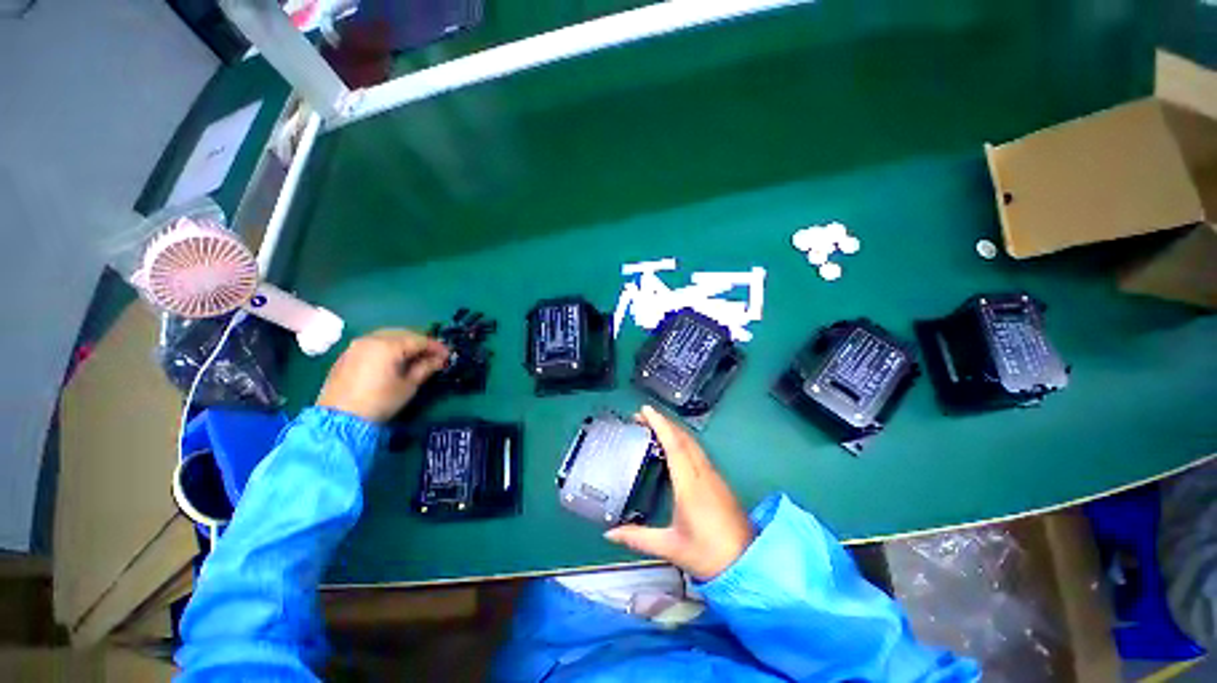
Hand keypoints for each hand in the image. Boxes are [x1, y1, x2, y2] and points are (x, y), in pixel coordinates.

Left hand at [316, 329, 448, 422]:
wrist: (339, 419)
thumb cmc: (380, 401)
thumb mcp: (408, 385)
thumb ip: (426, 367)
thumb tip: (440, 359)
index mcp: (388, 345)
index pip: (419, 340)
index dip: (436, 347)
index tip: (448, 355)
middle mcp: (371, 339)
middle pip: (403, 334)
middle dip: (420, 342)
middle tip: (433, 355)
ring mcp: (356, 346)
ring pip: (387, 336)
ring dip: (404, 343)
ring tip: (415, 357)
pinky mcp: (347, 355)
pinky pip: (373, 344)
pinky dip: (388, 348)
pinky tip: (394, 360)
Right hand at [605, 405, 754, 579]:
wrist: (748, 563)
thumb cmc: (708, 555)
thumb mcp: (670, 547)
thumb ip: (638, 538)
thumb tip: (609, 534)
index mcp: (690, 484)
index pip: (674, 445)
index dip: (659, 424)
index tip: (644, 410)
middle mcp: (703, 473)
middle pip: (683, 437)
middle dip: (663, 422)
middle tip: (641, 416)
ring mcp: (713, 475)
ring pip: (692, 442)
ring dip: (673, 429)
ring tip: (654, 425)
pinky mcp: (718, 480)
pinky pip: (697, 451)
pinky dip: (682, 440)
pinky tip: (673, 445)